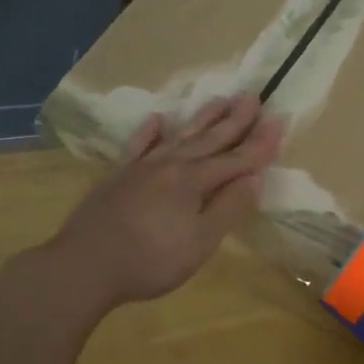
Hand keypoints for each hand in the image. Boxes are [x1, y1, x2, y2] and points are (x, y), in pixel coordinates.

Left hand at [39, 95, 282, 311]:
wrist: (83, 267)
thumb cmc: (150, 261)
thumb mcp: (200, 243)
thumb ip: (228, 208)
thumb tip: (253, 178)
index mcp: (193, 181)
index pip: (236, 159)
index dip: (260, 144)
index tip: (280, 120)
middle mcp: (170, 165)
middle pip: (209, 139)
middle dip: (235, 121)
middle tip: (253, 97)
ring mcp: (141, 168)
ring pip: (179, 136)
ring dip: (202, 119)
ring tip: (220, 99)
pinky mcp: (118, 177)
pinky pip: (138, 146)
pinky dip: (150, 132)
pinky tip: (157, 120)